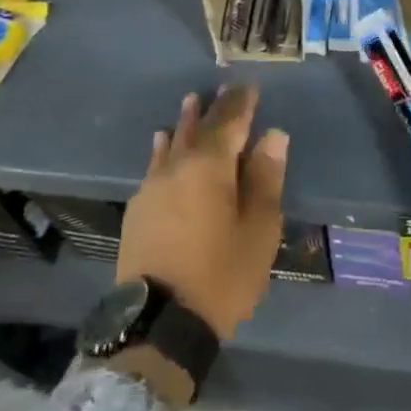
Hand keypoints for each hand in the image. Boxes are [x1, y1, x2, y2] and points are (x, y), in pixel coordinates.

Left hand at [117, 85, 287, 339]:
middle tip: (224, 88)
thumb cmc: (222, 274)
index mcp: (210, 167)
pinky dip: (162, 148)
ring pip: (171, 143)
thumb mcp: (259, 229)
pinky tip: (161, 142)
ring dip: (185, 122)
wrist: (160, 323)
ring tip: (191, 101)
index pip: (229, 122)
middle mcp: (177, 167)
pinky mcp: (138, 209)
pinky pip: (154, 164)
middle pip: (198, 128)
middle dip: (214, 107)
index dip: (242, 103)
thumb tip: (273, 136)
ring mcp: (152, 187)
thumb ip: (266, 178)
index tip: (251, 87)